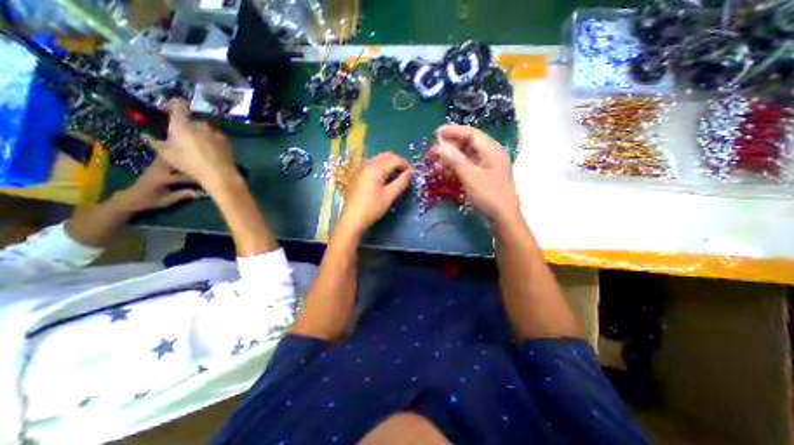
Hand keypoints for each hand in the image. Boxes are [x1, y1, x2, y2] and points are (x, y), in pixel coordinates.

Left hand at [111, 155, 203, 212]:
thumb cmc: (149, 201)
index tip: (207, 179)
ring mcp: (154, 167)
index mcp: (162, 179)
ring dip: (179, 157)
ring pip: (168, 157)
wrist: (129, 198)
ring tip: (191, 157)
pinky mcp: (153, 167)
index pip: (184, 176)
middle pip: (176, 162)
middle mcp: (158, 170)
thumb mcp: (167, 200)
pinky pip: (164, 159)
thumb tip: (199, 193)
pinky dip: (172, 157)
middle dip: (188, 162)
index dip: (196, 178)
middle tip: (201, 163)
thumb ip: (182, 195)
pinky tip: (180, 158)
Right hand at [144, 99, 238, 189]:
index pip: (178, 104)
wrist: (219, 173)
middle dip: (188, 125)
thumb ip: (156, 142)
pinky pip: (216, 136)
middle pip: (193, 119)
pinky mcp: (226, 140)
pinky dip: (212, 139)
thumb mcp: (167, 154)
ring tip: (199, 145)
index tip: (170, 107)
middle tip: (185, 135)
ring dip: (202, 133)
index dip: (174, 103)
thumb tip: (148, 136)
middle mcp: (200, 124)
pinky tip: (212, 149)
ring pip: (206, 128)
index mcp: (182, 123)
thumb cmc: (190, 163)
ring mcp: (215, 132)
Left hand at [338, 152, 412, 235]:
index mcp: (375, 169)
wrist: (352, 219)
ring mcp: (361, 169)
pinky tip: (384, 177)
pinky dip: (381, 166)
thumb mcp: (389, 196)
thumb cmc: (372, 208)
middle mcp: (367, 165)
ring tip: (396, 175)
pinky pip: (372, 164)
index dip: (405, 164)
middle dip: (397, 161)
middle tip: (405, 173)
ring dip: (389, 163)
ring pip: (378, 158)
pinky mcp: (357, 175)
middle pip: (385, 155)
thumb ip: (401, 182)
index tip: (412, 173)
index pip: (394, 159)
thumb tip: (410, 173)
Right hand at [432, 123, 518, 221]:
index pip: (470, 133)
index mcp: (491, 149)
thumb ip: (454, 159)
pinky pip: (467, 167)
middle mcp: (490, 154)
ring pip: (465, 157)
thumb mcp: (469, 176)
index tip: (436, 134)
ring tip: (436, 167)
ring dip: (450, 160)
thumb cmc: (488, 195)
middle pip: (467, 144)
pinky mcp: (482, 176)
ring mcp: (486, 166)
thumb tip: (439, 147)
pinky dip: (455, 168)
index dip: (453, 131)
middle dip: (449, 148)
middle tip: (433, 154)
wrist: (502, 217)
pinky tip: (444, 173)